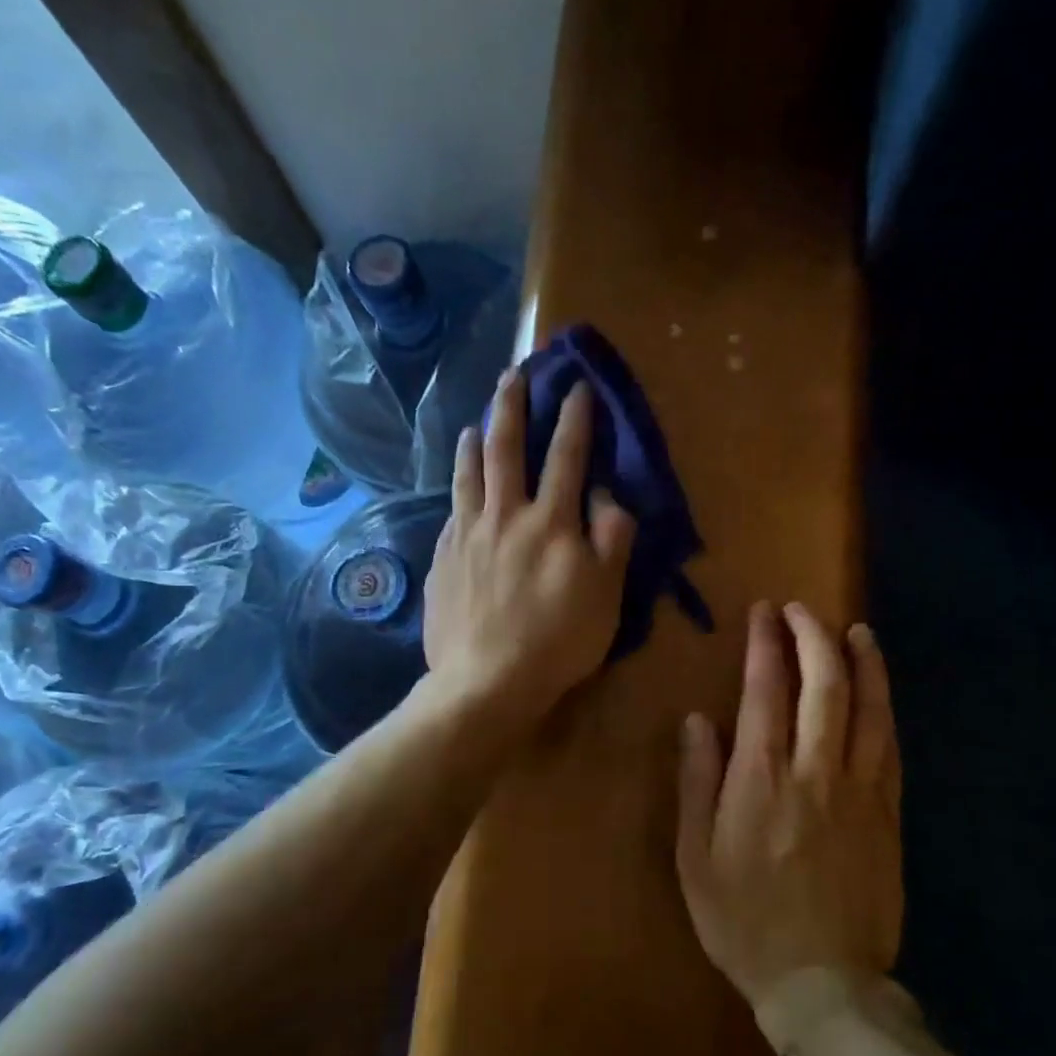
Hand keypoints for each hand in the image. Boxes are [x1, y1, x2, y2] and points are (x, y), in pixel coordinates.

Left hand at [423, 369, 636, 725]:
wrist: (485, 681)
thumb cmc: (557, 641)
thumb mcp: (606, 595)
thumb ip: (613, 537)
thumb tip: (607, 493)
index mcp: (551, 521)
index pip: (567, 456)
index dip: (574, 418)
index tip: (576, 386)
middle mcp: (505, 515)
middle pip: (505, 449)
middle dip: (511, 406)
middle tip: (511, 374)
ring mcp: (467, 535)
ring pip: (468, 474)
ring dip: (472, 442)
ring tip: (472, 423)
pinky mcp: (442, 559)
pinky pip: (450, 512)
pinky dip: (457, 490)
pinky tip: (457, 488)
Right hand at [675, 603, 903, 1016]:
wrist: (822, 982)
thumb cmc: (743, 920)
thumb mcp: (695, 856)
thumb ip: (697, 782)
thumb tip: (698, 721)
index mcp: (761, 780)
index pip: (765, 691)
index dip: (765, 645)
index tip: (763, 613)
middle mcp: (815, 772)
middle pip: (823, 686)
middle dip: (813, 637)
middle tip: (801, 610)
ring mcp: (860, 791)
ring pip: (868, 709)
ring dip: (861, 663)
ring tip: (855, 630)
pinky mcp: (888, 813)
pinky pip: (890, 746)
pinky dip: (885, 708)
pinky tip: (880, 691)